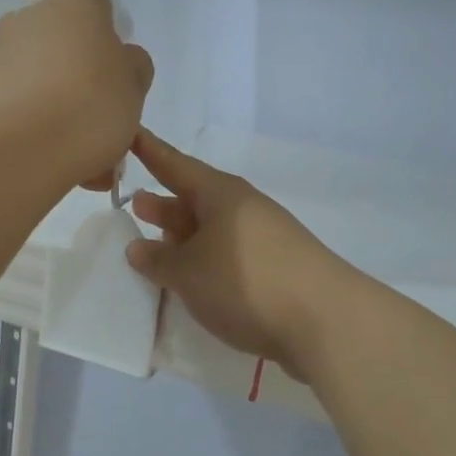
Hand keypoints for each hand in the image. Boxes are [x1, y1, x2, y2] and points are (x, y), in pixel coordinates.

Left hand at [0, 0, 153, 190]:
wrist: (26, 148)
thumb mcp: (135, 85)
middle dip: (84, 77)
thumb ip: (133, 66)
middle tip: (102, 118)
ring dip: (62, 105)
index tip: (120, 81)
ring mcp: (3, 53)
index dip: (114, 47)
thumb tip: (120, 62)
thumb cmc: (93, 104)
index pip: (101, 12)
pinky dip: (40, 123)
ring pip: (45, 78)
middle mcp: (32, 16)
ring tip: (83, 152)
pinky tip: (58, 157)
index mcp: (75, 2)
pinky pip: (24, 104)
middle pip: (68, 45)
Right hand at [126, 131, 350, 379]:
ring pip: (212, 231)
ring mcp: (264, 239)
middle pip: (195, 199)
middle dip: (165, 203)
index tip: (130, 132)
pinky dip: (204, 262)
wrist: (325, 323)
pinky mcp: (276, 269)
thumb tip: (137, 247)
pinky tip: (191, 282)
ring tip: (155, 247)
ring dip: (184, 238)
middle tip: (134, 205)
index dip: (150, 151)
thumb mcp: (188, 273)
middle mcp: (244, 209)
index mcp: (221, 195)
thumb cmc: (245, 283)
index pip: (175, 165)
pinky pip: (228, 256)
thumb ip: (157, 259)